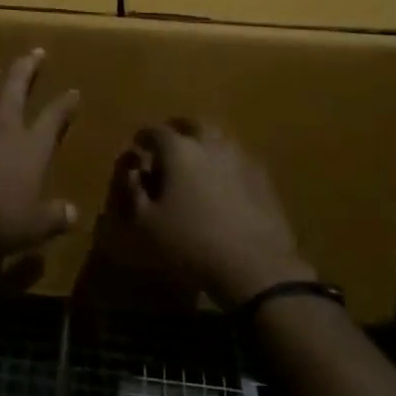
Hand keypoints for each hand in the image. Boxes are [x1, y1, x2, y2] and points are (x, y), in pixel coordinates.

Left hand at [0, 50, 79, 256]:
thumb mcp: (32, 227)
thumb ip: (54, 217)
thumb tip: (74, 213)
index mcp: (32, 146)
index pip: (53, 117)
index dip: (65, 104)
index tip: (73, 92)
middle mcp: (3, 125)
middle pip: (17, 84)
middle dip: (28, 66)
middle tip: (36, 52)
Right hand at [115, 121, 310, 308]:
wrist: (257, 270)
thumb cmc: (190, 244)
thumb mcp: (144, 225)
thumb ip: (132, 191)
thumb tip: (131, 169)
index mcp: (179, 150)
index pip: (154, 132)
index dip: (143, 139)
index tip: (137, 148)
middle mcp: (211, 145)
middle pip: (193, 125)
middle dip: (178, 131)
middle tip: (169, 145)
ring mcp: (242, 161)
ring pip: (220, 141)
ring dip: (205, 146)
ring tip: (197, 165)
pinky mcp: (264, 182)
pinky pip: (239, 163)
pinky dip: (227, 167)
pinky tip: (224, 187)